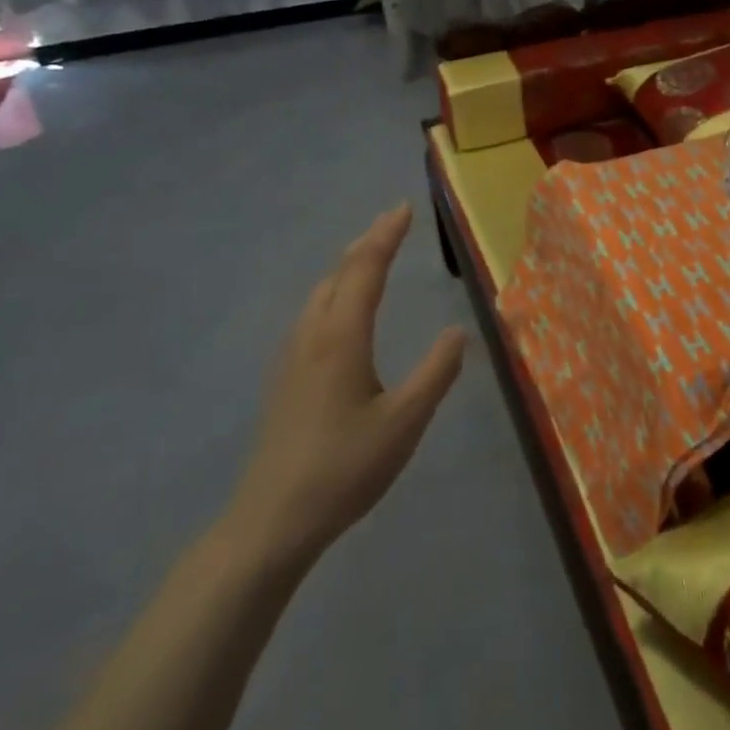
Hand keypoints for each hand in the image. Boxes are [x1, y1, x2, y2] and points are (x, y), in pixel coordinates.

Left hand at [220, 204, 465, 574]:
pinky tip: (341, 309)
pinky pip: (312, 312)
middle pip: (338, 273)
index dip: (386, 235)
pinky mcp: (284, 377)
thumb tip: (458, 331)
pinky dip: (335, 290)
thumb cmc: (344, 468)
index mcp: (341, 337)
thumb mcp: (405, 421)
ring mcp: (291, 356)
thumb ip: (436, 372)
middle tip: (392, 222)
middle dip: (367, 243)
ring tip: (371, 255)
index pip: (365, 269)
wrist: (271, 521)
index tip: (403, 207)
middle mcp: (312, 335)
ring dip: (348, 266)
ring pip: (320, 292)